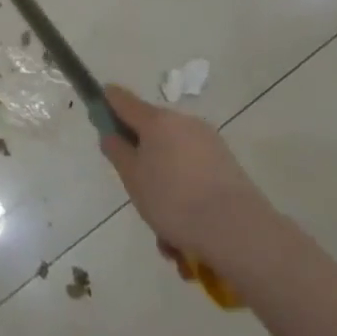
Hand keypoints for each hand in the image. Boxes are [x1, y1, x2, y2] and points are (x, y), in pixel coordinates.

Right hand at [100, 85, 276, 269]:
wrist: (238, 231)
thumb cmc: (174, 199)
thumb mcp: (132, 177)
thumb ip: (117, 151)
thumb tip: (111, 133)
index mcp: (156, 120)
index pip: (121, 99)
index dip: (106, 104)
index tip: (98, 118)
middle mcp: (183, 123)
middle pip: (151, 132)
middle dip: (141, 160)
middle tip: (137, 192)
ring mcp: (209, 143)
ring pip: (174, 160)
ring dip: (165, 187)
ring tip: (165, 235)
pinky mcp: (228, 167)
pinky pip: (195, 175)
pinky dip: (187, 196)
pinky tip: (185, 236)